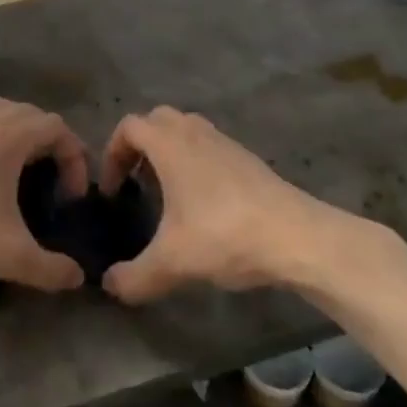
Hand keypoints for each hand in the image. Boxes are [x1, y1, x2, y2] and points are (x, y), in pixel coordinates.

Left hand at [0, 99, 89, 293]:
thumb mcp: (9, 256)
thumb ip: (50, 267)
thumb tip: (78, 278)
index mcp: (6, 135)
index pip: (56, 127)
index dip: (75, 157)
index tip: (73, 197)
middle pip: (30, 113)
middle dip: (51, 143)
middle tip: (57, 180)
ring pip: (0, 115)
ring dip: (21, 136)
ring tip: (27, 174)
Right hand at [99, 107, 323, 303]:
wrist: (298, 237)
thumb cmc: (225, 235)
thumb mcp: (172, 263)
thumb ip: (133, 277)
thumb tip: (108, 286)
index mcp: (171, 144)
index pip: (129, 127)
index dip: (112, 154)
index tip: (113, 190)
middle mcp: (195, 133)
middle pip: (157, 120)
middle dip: (139, 146)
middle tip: (136, 182)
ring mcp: (226, 143)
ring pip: (186, 130)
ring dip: (169, 152)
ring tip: (167, 193)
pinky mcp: (248, 160)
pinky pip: (210, 147)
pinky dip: (196, 163)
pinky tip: (202, 205)